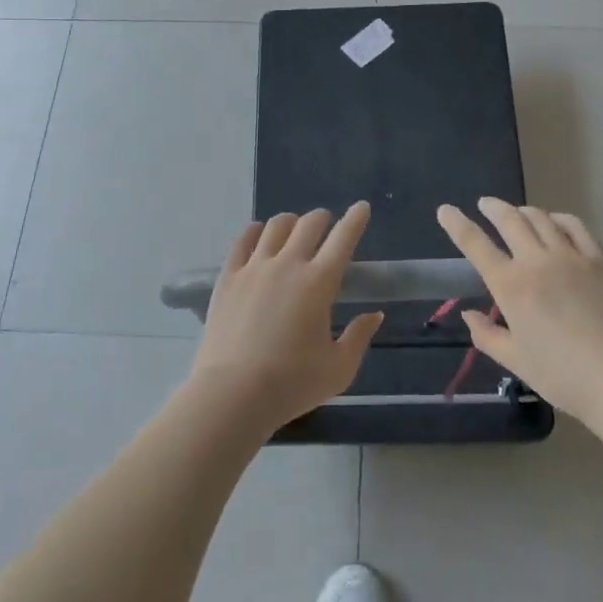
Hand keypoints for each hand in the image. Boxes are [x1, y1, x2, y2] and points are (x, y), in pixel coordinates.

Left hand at [193, 203, 383, 431]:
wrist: (233, 394)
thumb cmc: (293, 384)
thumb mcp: (339, 369)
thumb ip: (359, 337)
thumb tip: (374, 315)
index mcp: (319, 282)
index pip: (343, 238)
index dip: (355, 219)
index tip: (362, 207)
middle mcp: (288, 264)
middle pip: (309, 224)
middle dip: (323, 218)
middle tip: (327, 225)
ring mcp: (254, 268)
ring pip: (275, 226)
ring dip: (291, 222)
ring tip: (294, 229)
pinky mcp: (228, 277)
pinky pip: (243, 241)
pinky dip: (256, 231)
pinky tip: (259, 235)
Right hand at [436, 198, 602, 426]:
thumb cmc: (563, 376)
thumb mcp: (516, 361)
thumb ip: (487, 335)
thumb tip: (469, 314)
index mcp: (510, 286)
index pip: (475, 244)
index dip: (457, 224)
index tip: (445, 210)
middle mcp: (536, 262)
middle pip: (509, 220)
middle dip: (492, 208)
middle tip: (484, 204)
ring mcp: (570, 256)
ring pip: (540, 218)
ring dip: (523, 210)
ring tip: (517, 212)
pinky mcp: (598, 259)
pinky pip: (574, 226)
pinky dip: (558, 218)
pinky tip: (554, 222)